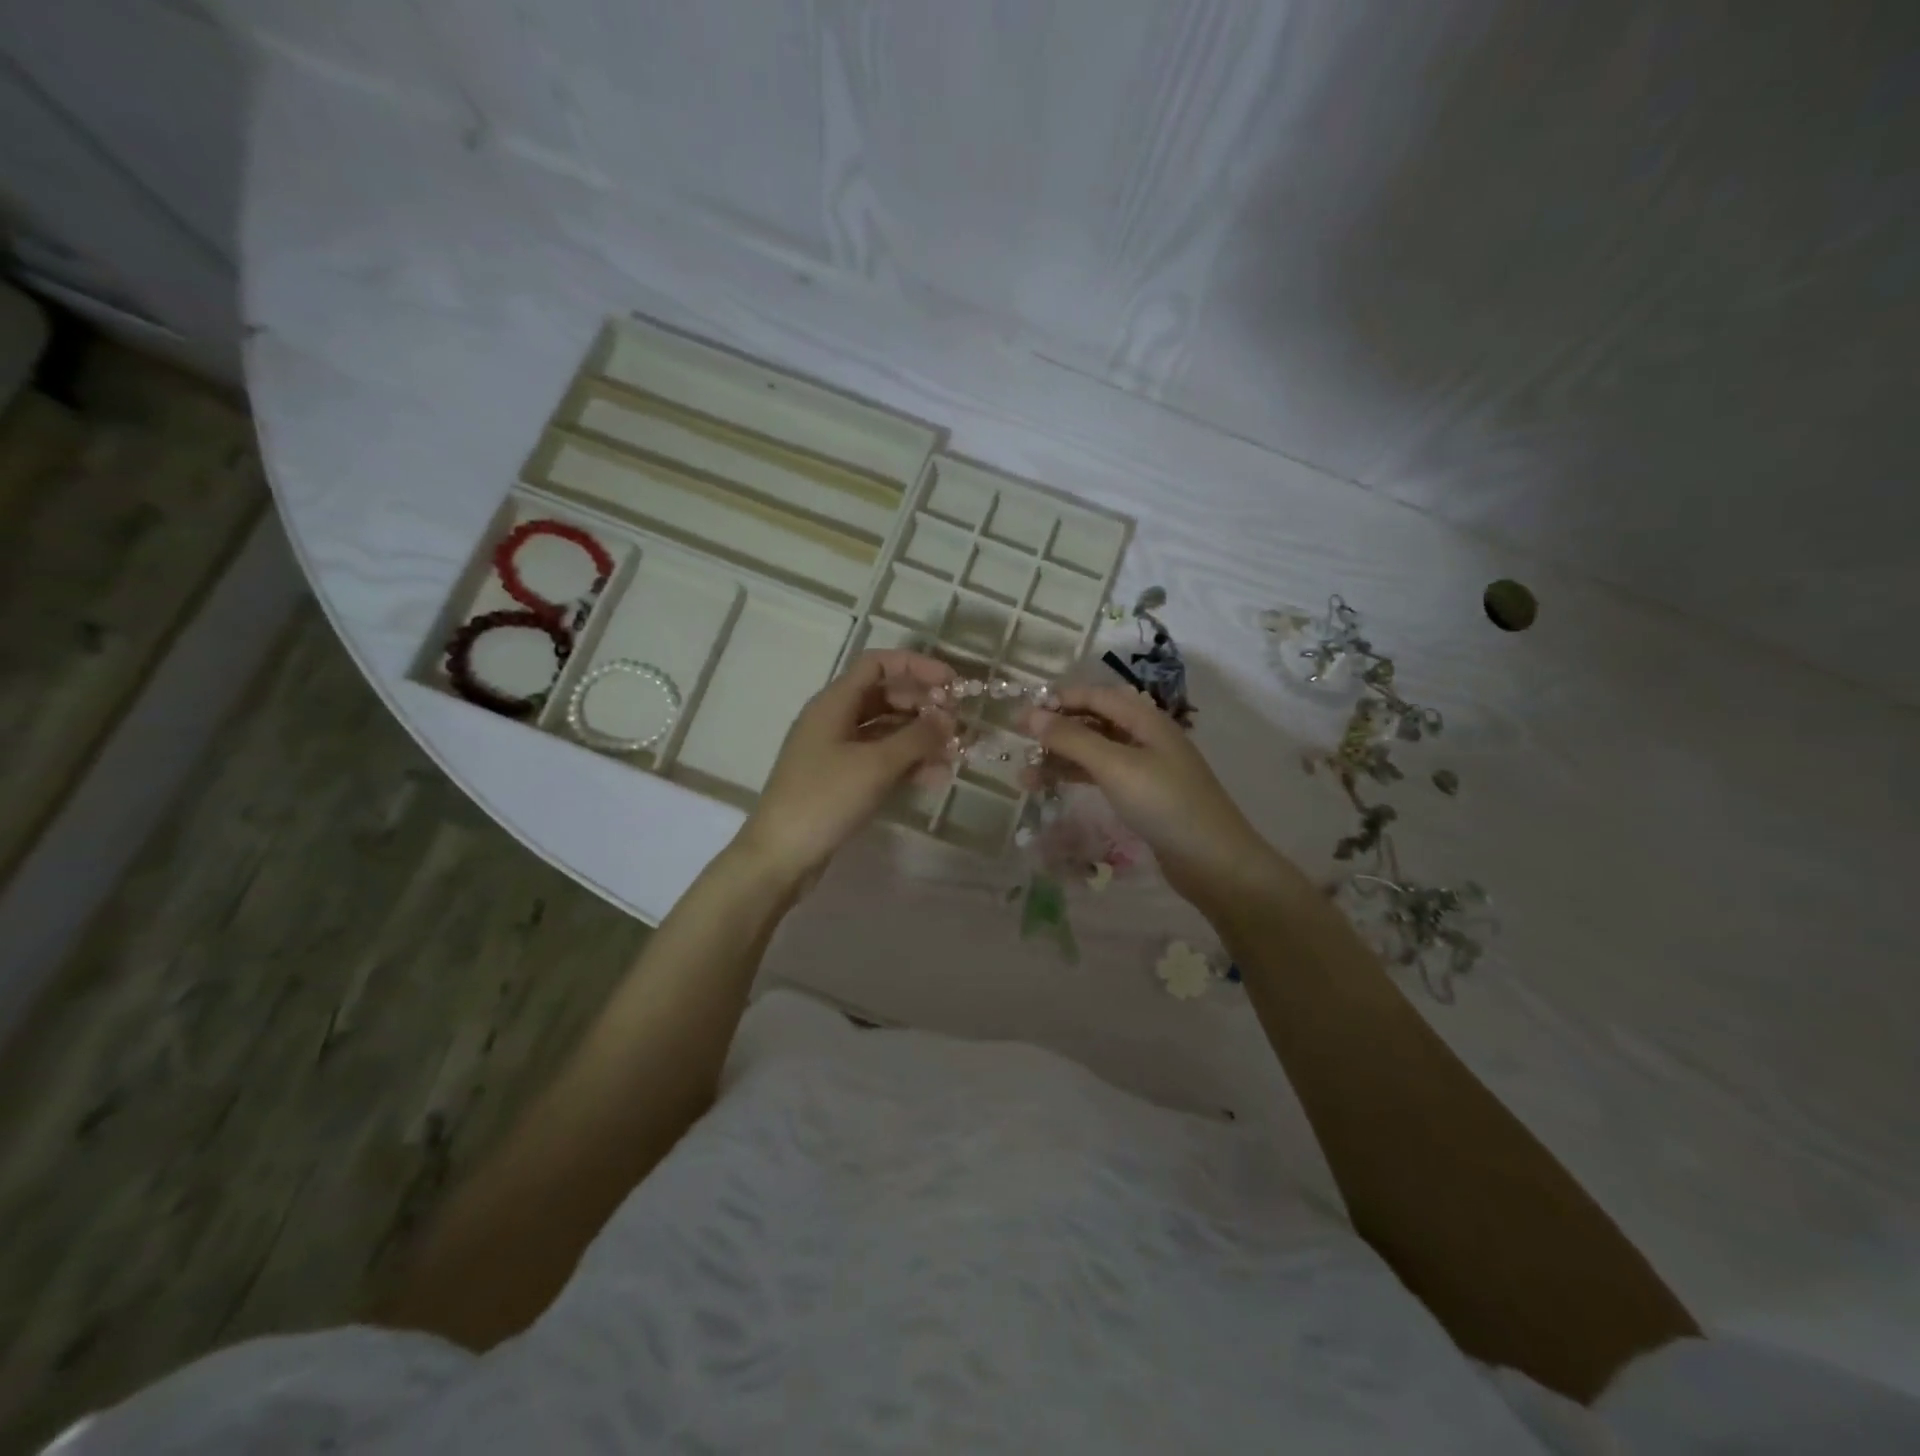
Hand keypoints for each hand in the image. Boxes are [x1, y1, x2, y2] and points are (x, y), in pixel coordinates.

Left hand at [736, 650, 956, 881]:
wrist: (781, 855)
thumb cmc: (825, 799)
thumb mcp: (876, 765)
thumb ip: (917, 737)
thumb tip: (949, 718)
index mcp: (834, 702)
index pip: (878, 664)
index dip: (917, 667)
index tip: (953, 683)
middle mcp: (835, 719)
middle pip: (886, 696)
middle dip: (924, 706)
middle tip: (959, 723)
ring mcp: (837, 751)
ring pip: (887, 731)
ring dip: (921, 738)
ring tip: (955, 755)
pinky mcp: (842, 779)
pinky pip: (881, 759)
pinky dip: (907, 763)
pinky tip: (935, 778)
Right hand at [1025, 685, 1283, 910]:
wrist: (1214, 861)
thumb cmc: (1165, 804)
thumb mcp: (1115, 766)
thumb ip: (1072, 739)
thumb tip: (1031, 715)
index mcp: (1145, 719)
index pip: (1095, 695)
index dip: (1058, 700)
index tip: (1021, 716)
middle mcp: (1146, 736)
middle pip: (1094, 722)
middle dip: (1056, 730)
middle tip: (1019, 745)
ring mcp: (1147, 767)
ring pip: (1095, 752)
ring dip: (1062, 759)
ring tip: (1025, 777)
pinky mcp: (1144, 796)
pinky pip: (1104, 776)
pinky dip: (1078, 778)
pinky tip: (1055, 788)